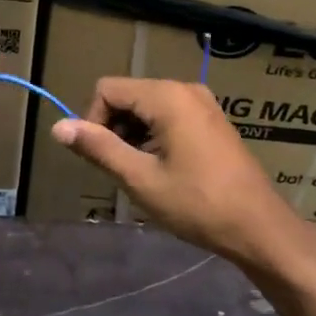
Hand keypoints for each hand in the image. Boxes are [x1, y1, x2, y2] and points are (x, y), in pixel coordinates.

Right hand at [50, 77, 315, 270]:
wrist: (258, 226)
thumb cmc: (196, 203)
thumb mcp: (140, 178)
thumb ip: (99, 148)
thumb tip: (58, 127)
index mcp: (167, 96)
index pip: (107, 90)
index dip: (93, 121)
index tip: (101, 159)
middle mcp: (185, 89)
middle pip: (128, 96)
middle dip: (114, 130)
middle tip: (122, 170)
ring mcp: (203, 104)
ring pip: (147, 108)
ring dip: (134, 137)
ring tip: (142, 175)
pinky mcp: (212, 121)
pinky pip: (169, 117)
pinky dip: (155, 138)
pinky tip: (163, 171)